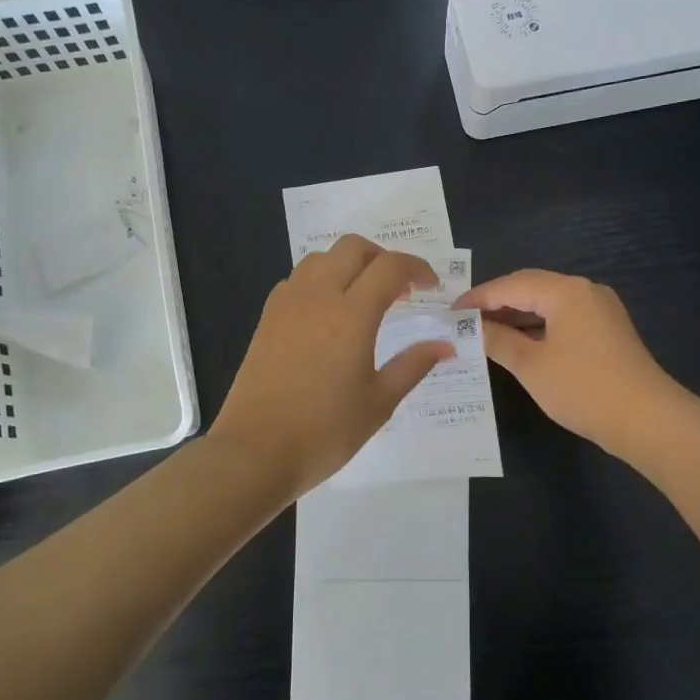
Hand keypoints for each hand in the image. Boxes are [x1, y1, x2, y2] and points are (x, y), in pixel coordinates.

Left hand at [211, 235, 454, 498]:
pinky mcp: (267, 318)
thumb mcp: (379, 402)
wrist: (255, 452)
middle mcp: (317, 296)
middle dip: (382, 258)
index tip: (431, 288)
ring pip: (321, 258)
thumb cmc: (325, 432)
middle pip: (353, 247)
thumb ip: (413, 365)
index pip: (390, 267)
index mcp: (351, 315)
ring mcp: (287, 304)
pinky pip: (298, 280)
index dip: (417, 269)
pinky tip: (329, 315)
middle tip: (400, 289)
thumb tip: (445, 345)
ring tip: (364, 299)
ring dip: (349, 265)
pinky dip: (321, 281)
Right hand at [456, 269, 680, 458]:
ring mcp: (600, 310)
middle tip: (464, 321)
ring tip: (484, 333)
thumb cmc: (582, 388)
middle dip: (497, 304)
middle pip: (531, 288)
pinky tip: (519, 344)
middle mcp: (585, 291)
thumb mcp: (531, 365)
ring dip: (517, 316)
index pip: (512, 284)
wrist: (646, 420)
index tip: (451, 312)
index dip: (478, 298)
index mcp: (565, 291)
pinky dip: (538, 327)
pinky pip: (564, 318)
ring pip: (548, 304)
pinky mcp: (607, 330)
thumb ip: (498, 341)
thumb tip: (472, 328)